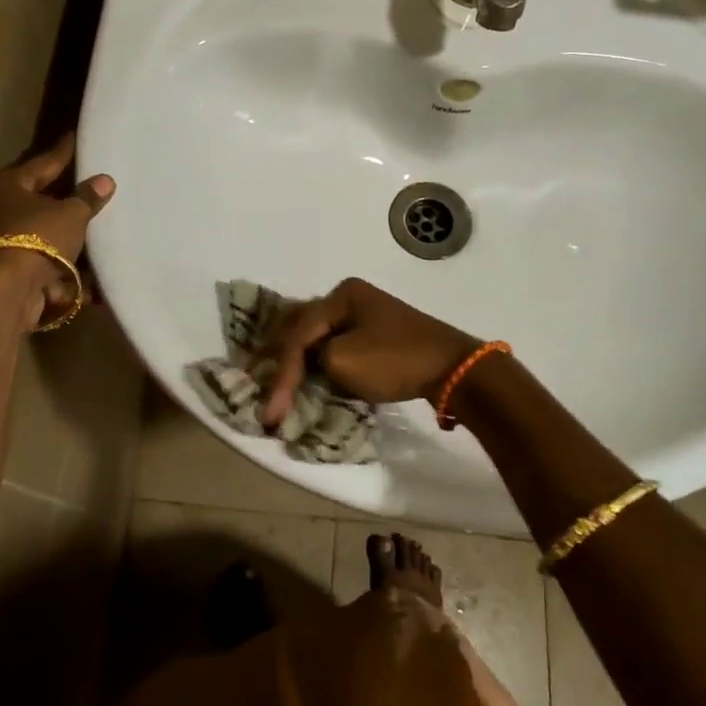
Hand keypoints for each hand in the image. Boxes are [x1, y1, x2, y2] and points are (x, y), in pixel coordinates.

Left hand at [0, 135, 113, 328]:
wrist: (4, 294)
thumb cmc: (35, 239)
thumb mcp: (70, 215)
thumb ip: (87, 198)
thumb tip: (104, 180)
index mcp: (7, 185)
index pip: (44, 162)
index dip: (66, 152)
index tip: (79, 137)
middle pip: (40, 197)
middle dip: (66, 194)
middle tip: (92, 182)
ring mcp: (0, 241)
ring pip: (43, 231)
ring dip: (67, 233)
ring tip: (98, 226)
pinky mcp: (8, 270)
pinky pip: (44, 260)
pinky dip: (65, 264)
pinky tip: (91, 268)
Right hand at [255, 277, 477, 429]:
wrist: (453, 369)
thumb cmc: (396, 360)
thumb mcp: (343, 361)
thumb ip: (312, 361)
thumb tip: (308, 366)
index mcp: (341, 295)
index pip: (298, 334)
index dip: (281, 373)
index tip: (271, 410)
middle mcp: (349, 298)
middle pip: (301, 326)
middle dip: (278, 354)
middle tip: (252, 376)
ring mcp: (365, 315)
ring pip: (317, 335)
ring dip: (295, 358)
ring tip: (271, 377)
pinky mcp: (377, 335)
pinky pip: (335, 344)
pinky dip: (317, 360)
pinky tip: (304, 373)